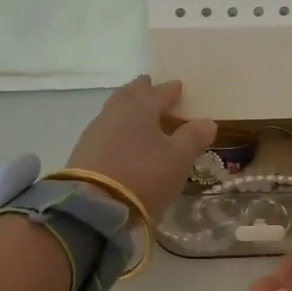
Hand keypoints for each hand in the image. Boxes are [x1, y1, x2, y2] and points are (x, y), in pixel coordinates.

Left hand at [66, 77, 216, 221]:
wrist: (95, 204)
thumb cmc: (144, 174)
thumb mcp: (178, 158)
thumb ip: (193, 138)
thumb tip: (207, 122)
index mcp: (141, 106)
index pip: (160, 92)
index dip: (171, 90)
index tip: (178, 86)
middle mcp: (116, 111)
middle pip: (130, 94)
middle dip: (142, 90)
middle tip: (150, 87)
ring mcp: (96, 130)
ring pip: (114, 110)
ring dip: (127, 108)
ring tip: (136, 112)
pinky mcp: (83, 150)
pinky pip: (104, 130)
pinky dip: (116, 128)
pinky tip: (119, 137)